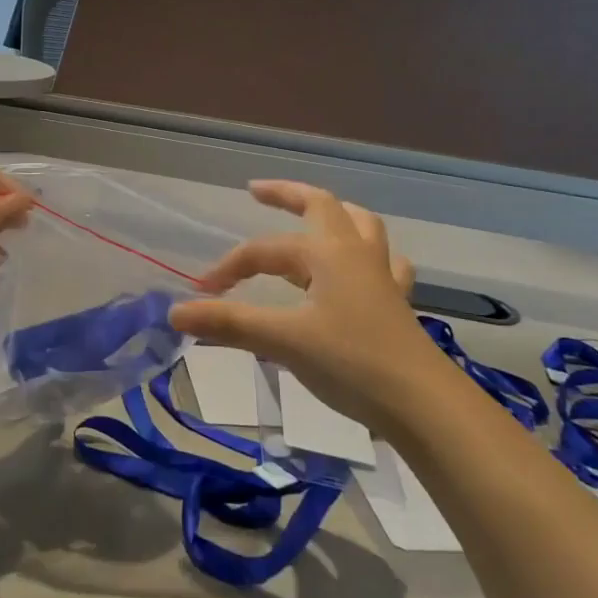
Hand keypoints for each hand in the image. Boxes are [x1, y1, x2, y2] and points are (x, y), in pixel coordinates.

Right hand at [169, 181, 442, 431]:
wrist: (422, 404)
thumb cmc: (351, 362)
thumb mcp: (283, 340)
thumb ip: (228, 323)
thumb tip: (175, 311)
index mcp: (328, 252)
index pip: (264, 250)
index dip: (229, 267)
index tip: (202, 295)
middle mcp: (356, 253)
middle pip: (323, 206)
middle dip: (288, 196)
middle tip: (258, 192)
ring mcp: (382, 277)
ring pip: (360, 228)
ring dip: (333, 216)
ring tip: (313, 219)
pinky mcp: (395, 304)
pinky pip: (383, 264)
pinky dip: (367, 257)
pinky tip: (361, 271)